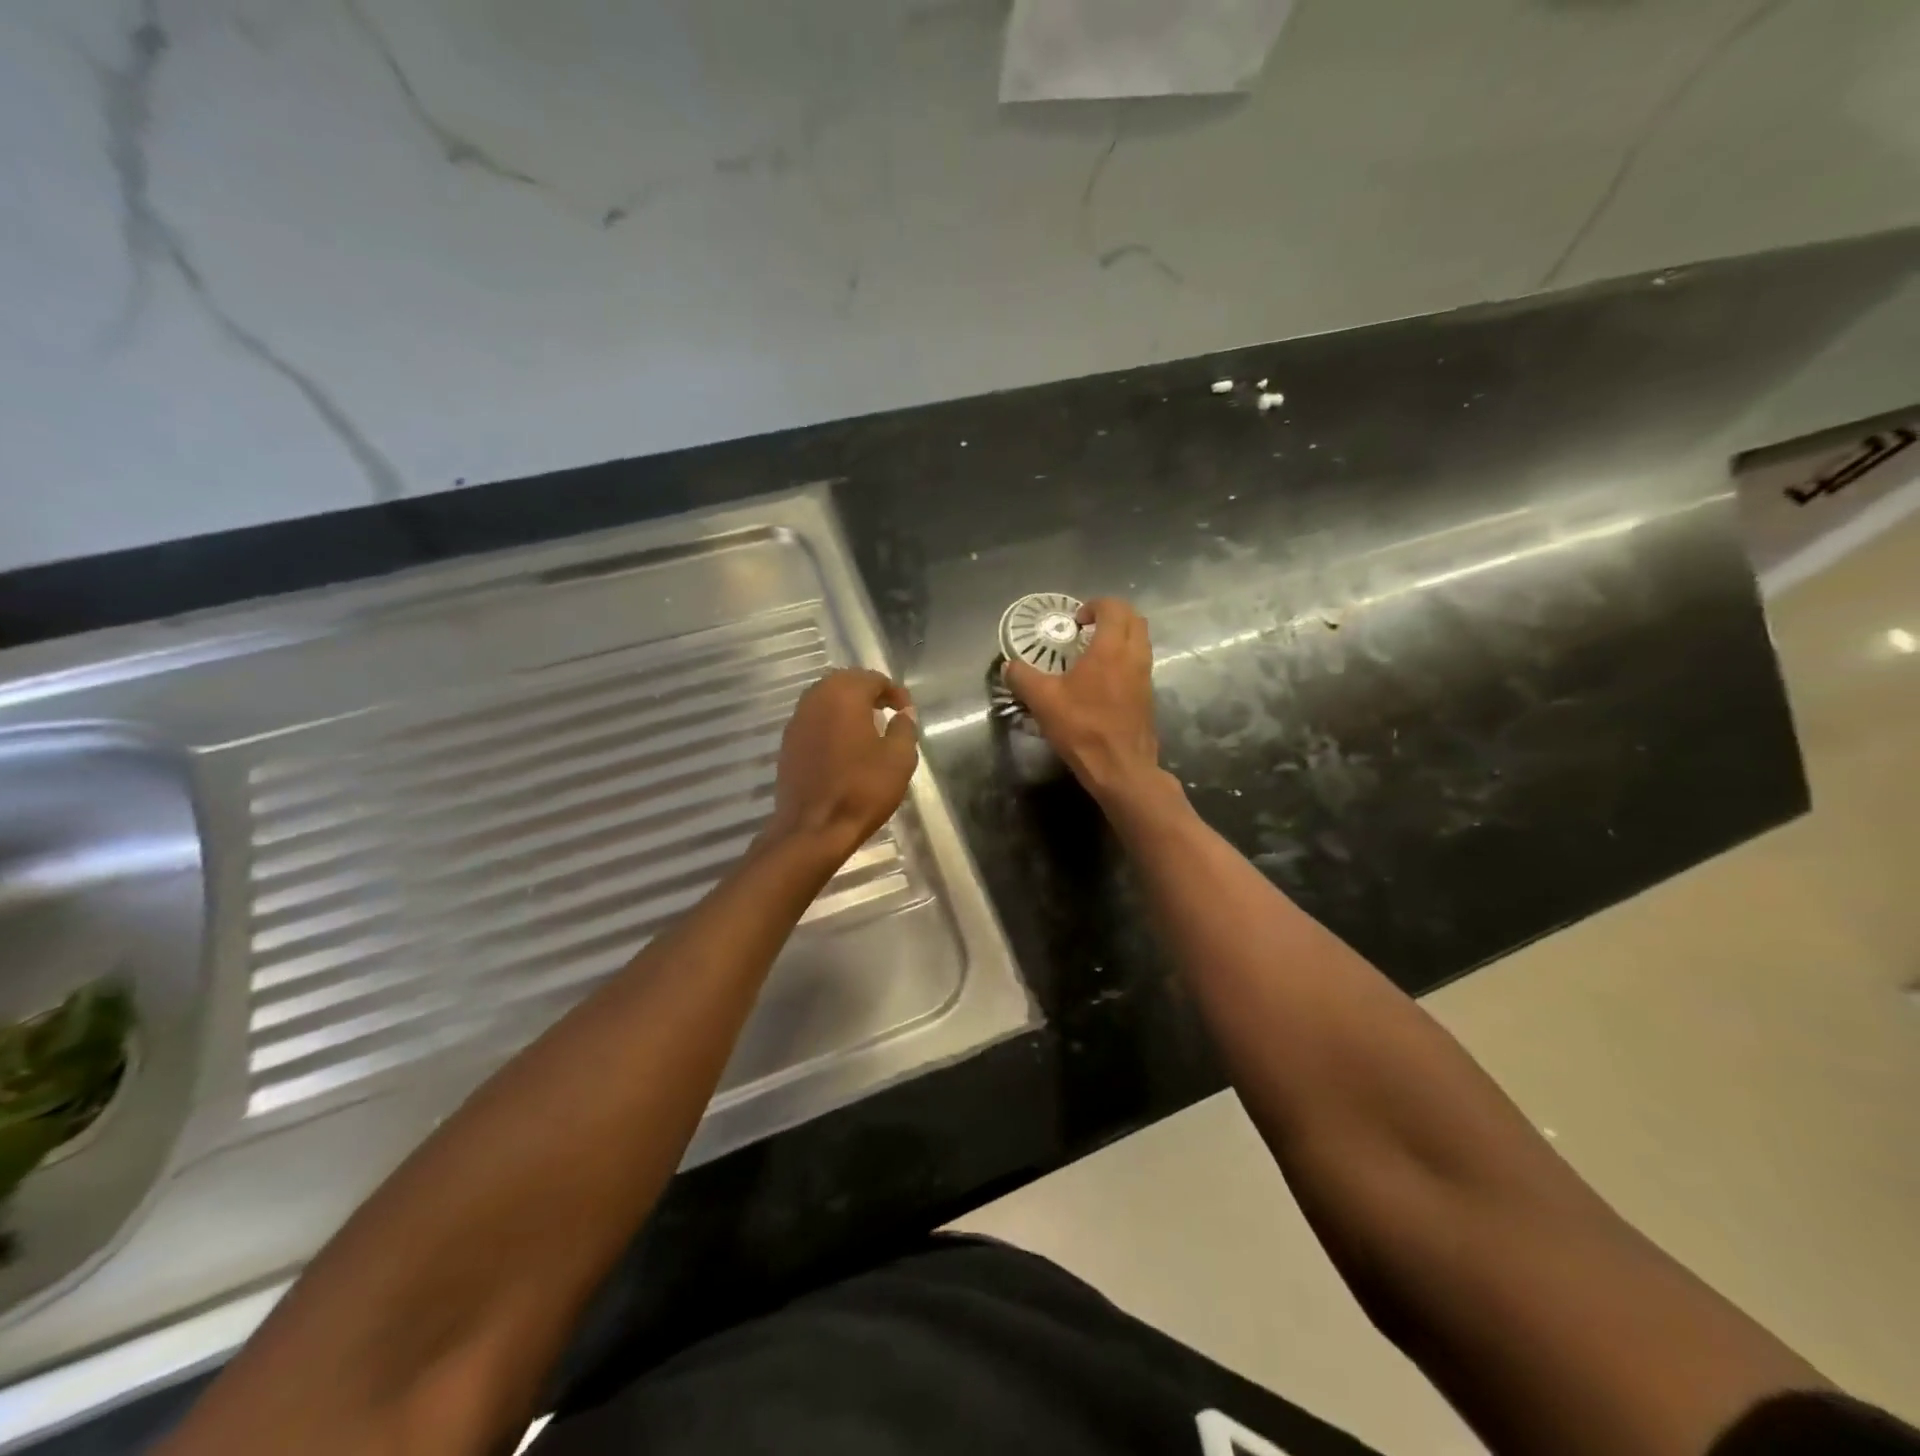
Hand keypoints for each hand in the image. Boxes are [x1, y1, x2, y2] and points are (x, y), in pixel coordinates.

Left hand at [766, 668, 918, 861]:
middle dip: (868, 691)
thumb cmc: (862, 790)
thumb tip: (904, 713)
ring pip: (825, 699)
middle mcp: (815, 699)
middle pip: (845, 682)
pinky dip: (831, 722)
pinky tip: (845, 744)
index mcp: (843, 696)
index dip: (894, 691)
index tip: (907, 710)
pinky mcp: (788, 743)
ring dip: (847, 705)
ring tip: (868, 725)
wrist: (813, 828)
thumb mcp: (899, 759)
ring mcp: (797, 721)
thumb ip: (904, 729)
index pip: (872, 679)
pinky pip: (814, 719)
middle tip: (888, 710)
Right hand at [1003, 597, 1164, 806]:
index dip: (1094, 606)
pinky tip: (1103, 679)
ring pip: (1141, 641)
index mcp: (1111, 649)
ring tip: (1094, 651)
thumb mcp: (1043, 701)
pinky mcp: (1148, 696)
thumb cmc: (1082, 728)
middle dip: (1112, 615)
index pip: (1114, 608)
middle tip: (1087, 627)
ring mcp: (1146, 676)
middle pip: (1134, 619)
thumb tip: (1009, 666)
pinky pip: (1140, 663)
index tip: (1076, 620)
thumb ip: (1023, 678)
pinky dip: (1125, 658)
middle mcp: (1134, 656)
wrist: (1120, 768)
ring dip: (1121, 636)